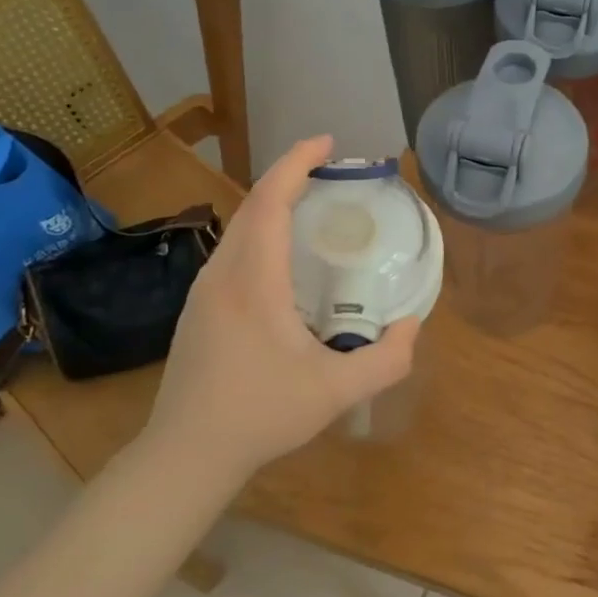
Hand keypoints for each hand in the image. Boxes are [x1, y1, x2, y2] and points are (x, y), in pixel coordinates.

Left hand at [142, 136, 418, 481]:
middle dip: (289, 176)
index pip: (270, 202)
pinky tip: (283, 257)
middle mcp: (223, 274)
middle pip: (252, 205)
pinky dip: (260, 230)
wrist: (185, 453)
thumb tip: (411, 326)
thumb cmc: (260, 416)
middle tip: (331, 171)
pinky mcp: (198, 308)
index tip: (327, 143)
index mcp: (254, 282)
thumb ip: (386, 361)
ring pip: (239, 227)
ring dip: (273, 203)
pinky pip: (232, 249)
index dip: (297, 163)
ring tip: (312, 205)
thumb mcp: (336, 393)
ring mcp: (204, 290)